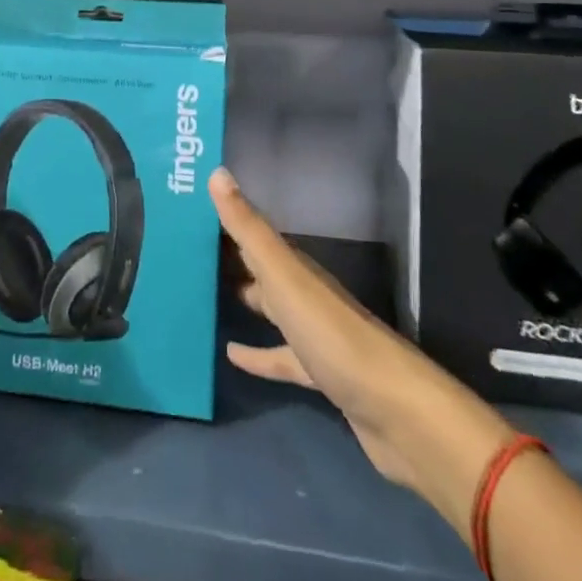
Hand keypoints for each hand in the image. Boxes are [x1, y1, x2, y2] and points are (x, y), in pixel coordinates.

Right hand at [211, 167, 473, 493]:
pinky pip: (281, 357)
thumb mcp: (284, 275)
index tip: (190, 207)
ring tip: (203, 296)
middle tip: (187, 249)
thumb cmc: (332, 333)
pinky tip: (231, 355)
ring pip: (272, 308)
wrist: (393, 408)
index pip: (254, 234)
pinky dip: (258, 355)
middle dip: (230, 258)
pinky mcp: (319, 373)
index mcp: (296, 266)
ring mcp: (314, 333)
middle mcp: (305, 292)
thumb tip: (216, 171)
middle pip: (262, 269)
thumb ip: (249, 228)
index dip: (224, 220)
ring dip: (244, 300)